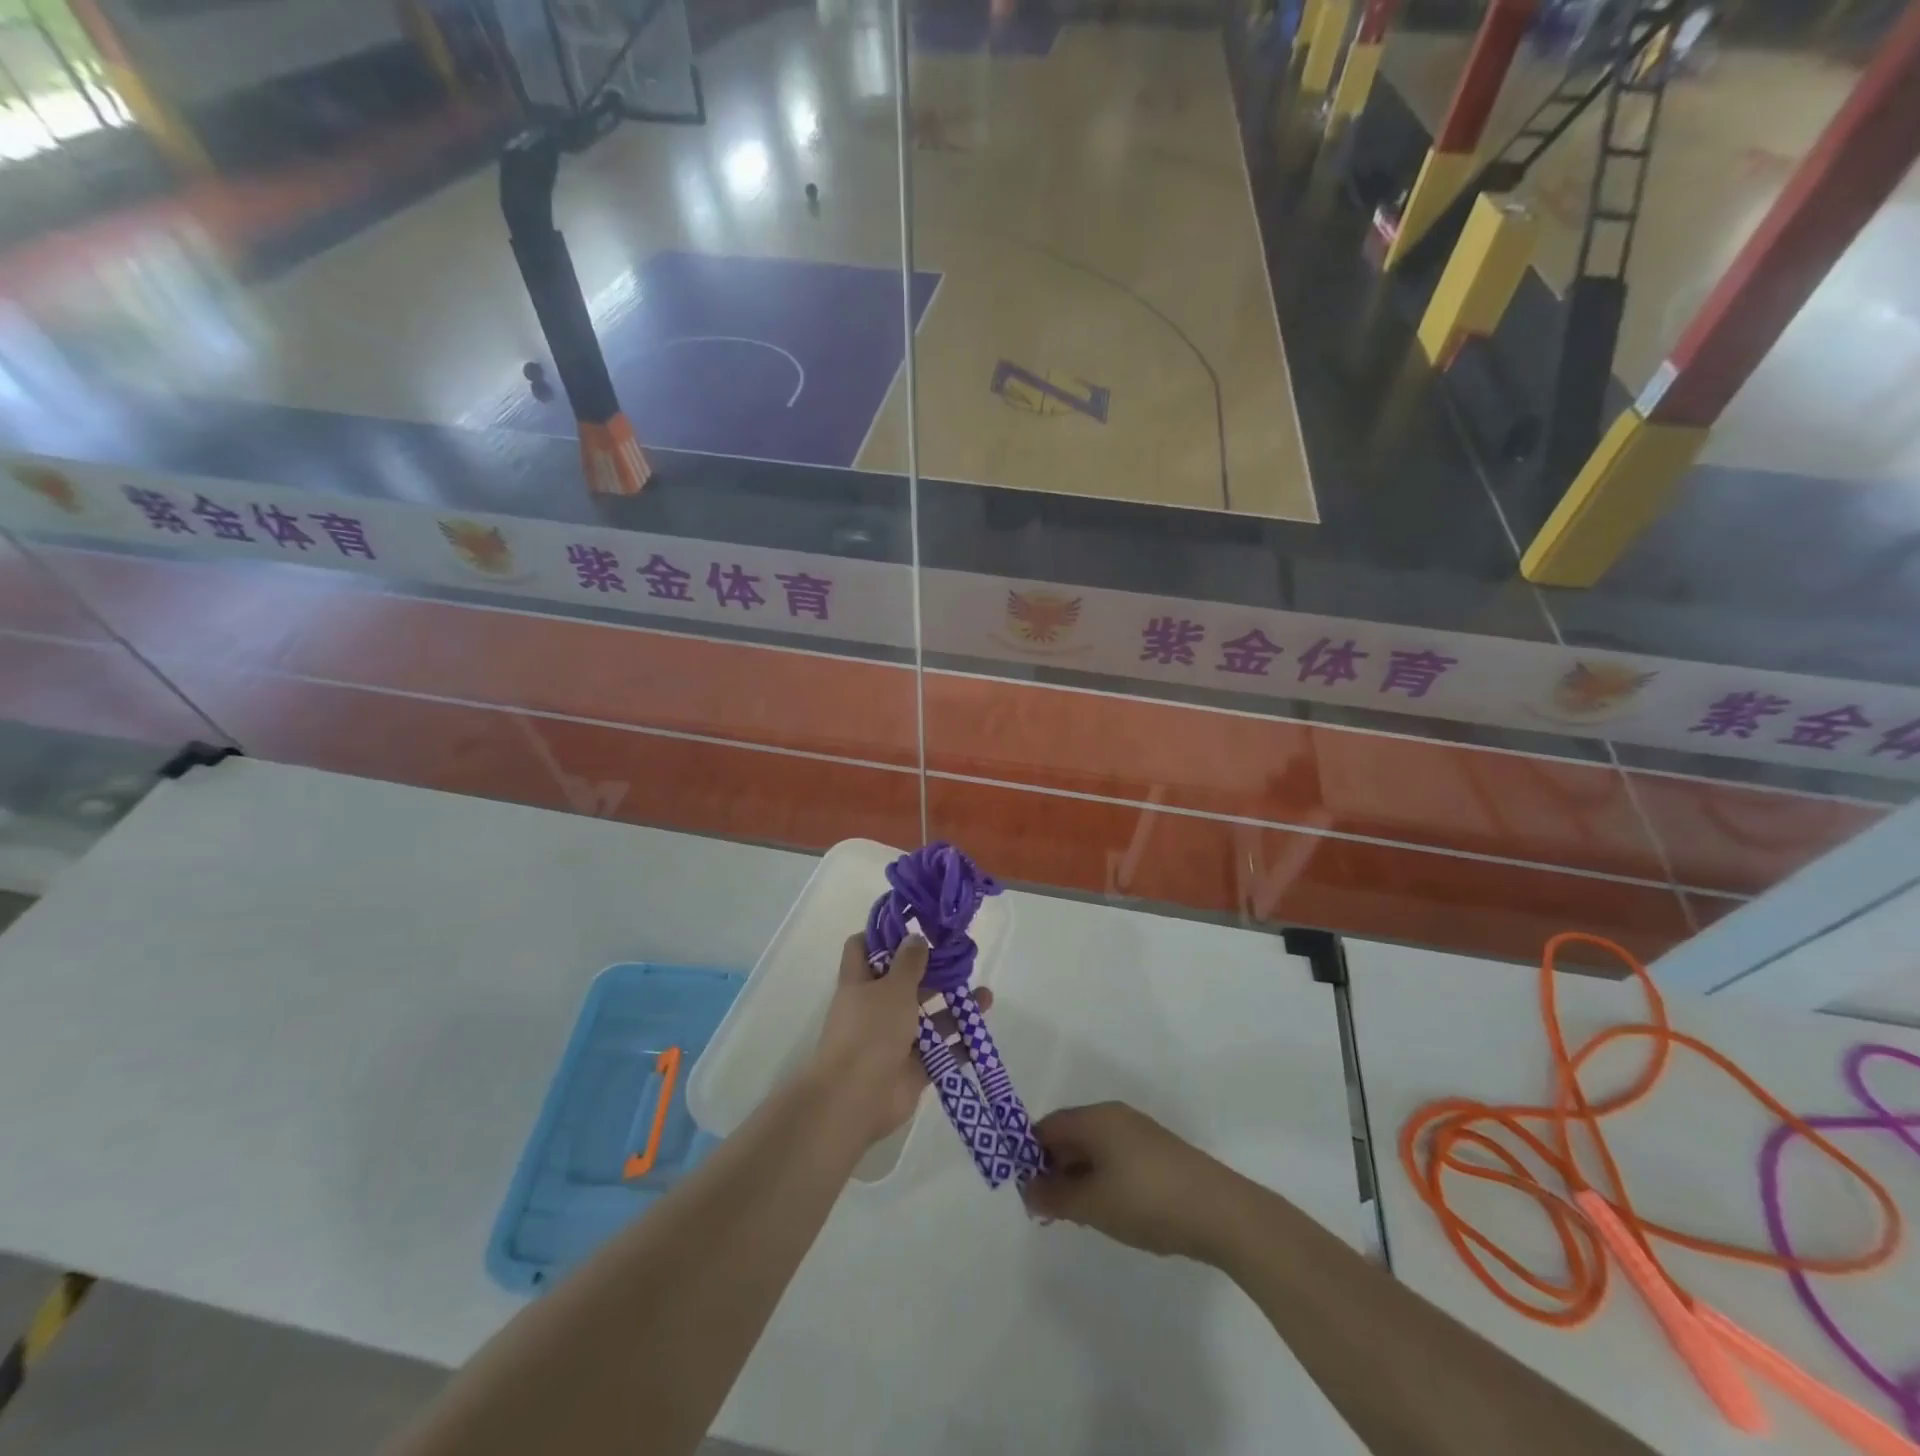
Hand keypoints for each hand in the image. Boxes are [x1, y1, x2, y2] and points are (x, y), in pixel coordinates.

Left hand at [809, 932, 993, 1148]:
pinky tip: (981, 1032)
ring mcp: (893, 1038)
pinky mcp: (912, 1067)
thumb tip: (916, 938)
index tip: (913, 924)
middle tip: (963, 958)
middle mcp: (875, 1007)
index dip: (882, 934)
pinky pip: (939, 1051)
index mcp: (860, 982)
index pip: (862, 947)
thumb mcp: (892, 988)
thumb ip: (909, 963)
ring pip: (927, 1016)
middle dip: (933, 971)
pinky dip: (958, 1043)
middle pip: (904, 981)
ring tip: (985, 996)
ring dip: (954, 1006)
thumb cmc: (870, 1032)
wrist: (855, 1099)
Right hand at [1021, 1103, 1245, 1261]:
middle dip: (1054, 1170)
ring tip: (1079, 1217)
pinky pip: (1115, 1159)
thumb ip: (1054, 1197)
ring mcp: (1139, 1133)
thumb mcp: (1093, 1204)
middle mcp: (1115, 1116)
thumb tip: (1027, 1189)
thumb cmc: (1148, 1200)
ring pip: (1094, 1150)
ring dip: (1078, 1178)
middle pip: (1070, 1136)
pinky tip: (1111, 1212)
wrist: (1222, 1212)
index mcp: (1095, 1118)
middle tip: (1050, 1211)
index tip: (1026, 1192)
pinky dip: (1103, 1180)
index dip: (1030, 1155)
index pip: (1048, 1126)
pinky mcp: (1158, 1154)